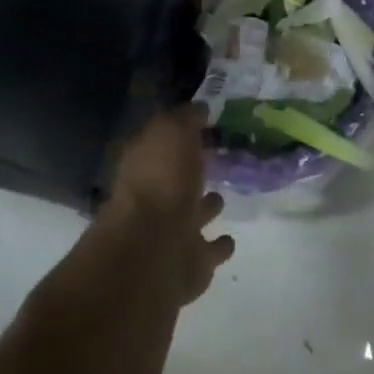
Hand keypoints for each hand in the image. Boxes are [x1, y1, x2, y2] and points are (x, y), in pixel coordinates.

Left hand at [106, 106, 234, 304]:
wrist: (155, 248)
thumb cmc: (162, 180)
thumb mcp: (172, 131)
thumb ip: (186, 118)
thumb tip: (199, 108)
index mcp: (144, 165)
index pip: (160, 143)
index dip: (178, 134)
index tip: (203, 125)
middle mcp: (152, 199)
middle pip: (174, 181)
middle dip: (190, 172)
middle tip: (215, 160)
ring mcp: (170, 234)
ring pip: (191, 216)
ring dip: (204, 208)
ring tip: (221, 197)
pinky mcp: (189, 265)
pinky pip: (208, 251)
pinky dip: (218, 246)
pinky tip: (229, 239)